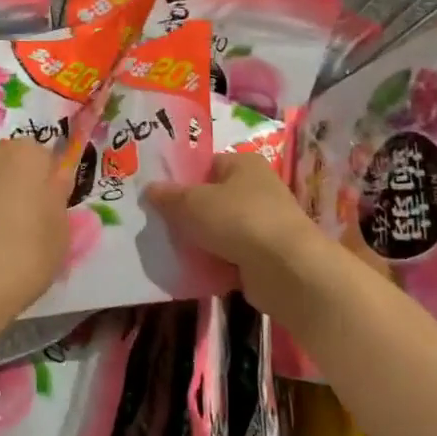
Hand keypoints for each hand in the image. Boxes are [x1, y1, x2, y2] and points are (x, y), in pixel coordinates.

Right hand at [147, 153, 362, 325]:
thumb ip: (168, 196)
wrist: (286, 270)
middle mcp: (257, 189)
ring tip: (168, 249)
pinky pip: (229, 255)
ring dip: (199, 240)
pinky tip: (190, 270)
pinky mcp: (264, 256)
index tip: (156, 194)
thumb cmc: (238, 220)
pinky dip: (213, 263)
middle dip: (187, 213)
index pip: (206, 165)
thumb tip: (149, 189)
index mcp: (244, 164)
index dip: (181, 178)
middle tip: (156, 223)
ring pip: (219, 229)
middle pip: (211, 198)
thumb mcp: (192, 203)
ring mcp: (263, 224)